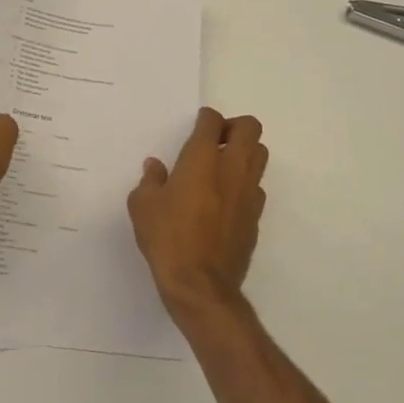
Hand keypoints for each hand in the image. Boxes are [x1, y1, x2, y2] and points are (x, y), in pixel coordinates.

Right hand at [128, 107, 267, 316]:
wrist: (200, 284)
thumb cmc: (167, 238)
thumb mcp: (143, 206)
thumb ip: (150, 181)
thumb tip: (155, 168)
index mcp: (201, 159)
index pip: (212, 121)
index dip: (205, 118)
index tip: (196, 127)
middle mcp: (231, 169)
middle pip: (250, 128)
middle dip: (234, 127)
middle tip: (214, 141)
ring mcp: (248, 193)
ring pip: (260, 155)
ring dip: (244, 152)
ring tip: (222, 167)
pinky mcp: (256, 217)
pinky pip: (257, 187)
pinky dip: (245, 183)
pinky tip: (225, 199)